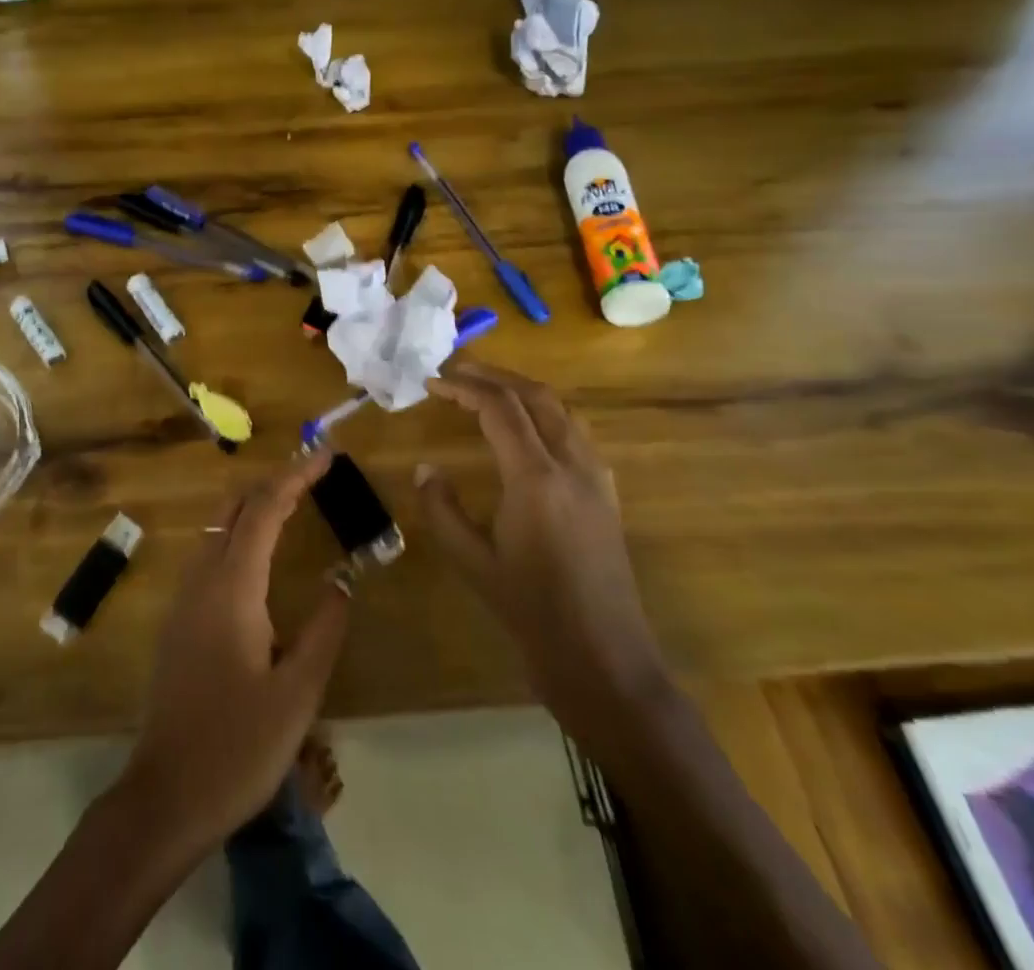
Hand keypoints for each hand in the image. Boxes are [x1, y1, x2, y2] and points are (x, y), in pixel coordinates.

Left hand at [114, 450, 352, 858]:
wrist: (166, 796)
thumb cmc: (238, 746)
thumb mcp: (298, 694)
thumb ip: (324, 629)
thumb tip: (342, 579)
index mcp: (233, 587)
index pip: (264, 509)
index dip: (295, 476)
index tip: (325, 454)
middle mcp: (202, 579)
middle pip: (235, 507)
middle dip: (273, 481)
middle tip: (313, 473)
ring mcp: (184, 598)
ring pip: (218, 527)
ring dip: (254, 505)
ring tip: (293, 502)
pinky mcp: (179, 619)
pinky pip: (210, 553)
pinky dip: (239, 532)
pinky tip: (259, 554)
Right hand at [422, 362, 673, 744]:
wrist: (605, 661)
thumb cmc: (532, 612)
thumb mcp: (473, 562)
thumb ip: (442, 510)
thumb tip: (425, 469)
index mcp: (536, 478)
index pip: (500, 408)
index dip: (463, 388)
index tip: (432, 383)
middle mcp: (572, 466)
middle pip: (536, 396)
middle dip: (495, 376)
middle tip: (457, 372)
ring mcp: (597, 479)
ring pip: (562, 411)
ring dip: (523, 390)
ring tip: (489, 390)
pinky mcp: (607, 495)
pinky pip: (577, 435)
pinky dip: (547, 415)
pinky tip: (529, 432)